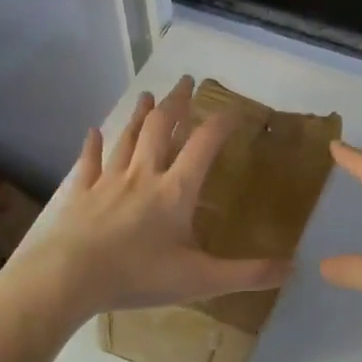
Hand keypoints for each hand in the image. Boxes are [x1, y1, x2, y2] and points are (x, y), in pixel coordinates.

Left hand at [20, 76, 290, 318]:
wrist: (68, 278)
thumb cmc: (138, 276)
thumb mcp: (201, 280)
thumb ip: (247, 274)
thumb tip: (292, 269)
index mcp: (176, 191)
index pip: (204, 145)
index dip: (221, 124)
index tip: (233, 110)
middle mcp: (144, 175)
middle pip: (163, 128)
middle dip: (177, 103)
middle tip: (186, 81)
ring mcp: (109, 181)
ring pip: (128, 138)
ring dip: (141, 115)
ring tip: (149, 95)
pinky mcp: (81, 193)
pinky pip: (89, 162)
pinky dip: (93, 145)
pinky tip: (93, 131)